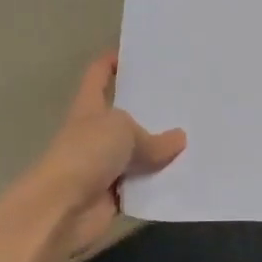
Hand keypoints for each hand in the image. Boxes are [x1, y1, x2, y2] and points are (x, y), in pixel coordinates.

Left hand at [21, 53, 184, 261]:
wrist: (62, 209)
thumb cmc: (86, 155)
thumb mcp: (123, 131)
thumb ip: (153, 137)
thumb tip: (179, 140)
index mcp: (90, 108)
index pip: (98, 75)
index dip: (112, 61)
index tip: (136, 53)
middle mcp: (96, 133)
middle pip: (126, 114)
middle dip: (152, 108)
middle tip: (186, 98)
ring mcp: (105, 165)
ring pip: (139, 152)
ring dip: (162, 149)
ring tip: (199, 135)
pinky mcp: (115, 194)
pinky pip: (145, 184)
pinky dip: (162, 181)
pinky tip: (190, 173)